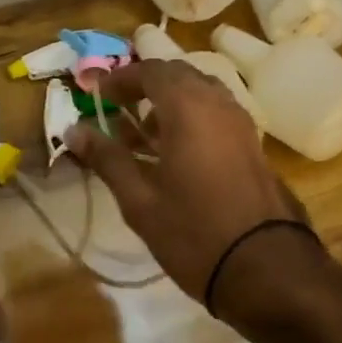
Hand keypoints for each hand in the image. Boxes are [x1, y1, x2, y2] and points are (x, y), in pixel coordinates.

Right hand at [67, 59, 308, 306]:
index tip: (97, 94)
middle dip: (145, 84)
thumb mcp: (140, 200)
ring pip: (200, 91)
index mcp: (188, 107)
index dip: (120, 78)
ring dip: (170, 100)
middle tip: (118, 107)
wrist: (268, 271)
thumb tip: (73, 130)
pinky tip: (176, 151)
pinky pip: (216, 111)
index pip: (149, 71)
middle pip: (177, 74)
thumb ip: (107, 158)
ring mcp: (240, 122)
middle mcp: (217, 103)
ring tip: (144, 133)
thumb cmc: (195, 233)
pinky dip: (192, 115)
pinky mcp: (253, 144)